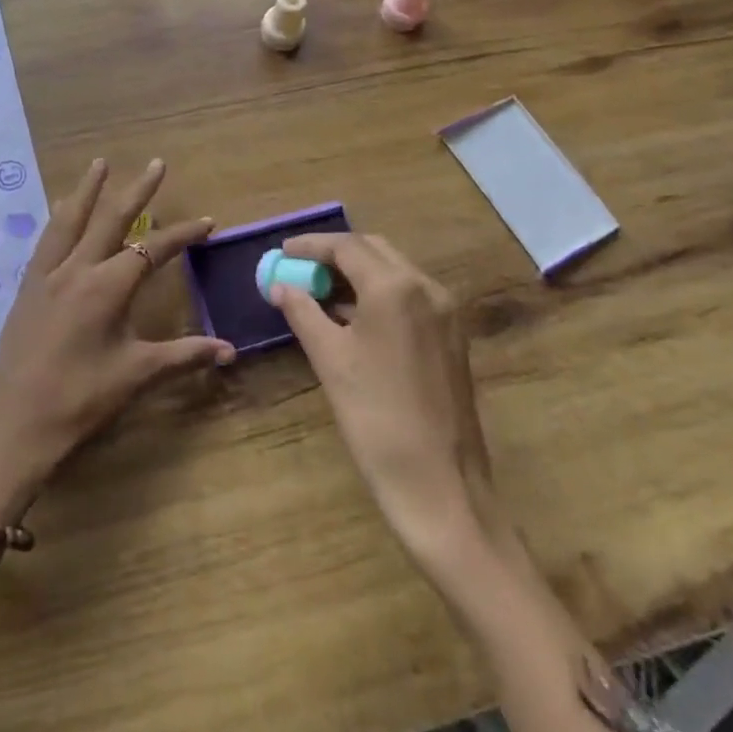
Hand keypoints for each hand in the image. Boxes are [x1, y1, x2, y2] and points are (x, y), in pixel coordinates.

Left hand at [0, 159, 233, 523]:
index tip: (208, 222)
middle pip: (111, 219)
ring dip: (89, 190)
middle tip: (156, 163)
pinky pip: (47, 240)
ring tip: (100, 164)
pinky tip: (60, 209)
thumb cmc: (78, 401)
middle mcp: (77, 269)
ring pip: (71, 220)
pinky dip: (59, 217)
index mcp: (107, 287)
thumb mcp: (135, 376)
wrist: (10, 426)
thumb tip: (229, 351)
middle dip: (137, 190)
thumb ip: (183, 356)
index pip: (154, 249)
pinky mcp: (27, 288)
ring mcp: (47, 276)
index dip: (183, 234)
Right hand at [270, 234, 496, 564]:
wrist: (440, 485)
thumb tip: (280, 286)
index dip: (311, 246)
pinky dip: (378, 296)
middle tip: (300, 269)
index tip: (282, 251)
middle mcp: (427, 288)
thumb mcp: (330, 359)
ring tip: (319, 291)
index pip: (347, 246)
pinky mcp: (452, 337)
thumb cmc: (375, 417)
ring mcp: (446, 313)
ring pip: (395, 273)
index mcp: (396, 287)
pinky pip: (410, 298)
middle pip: (374, 251)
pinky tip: (352, 317)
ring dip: (357, 274)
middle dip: (335, 254)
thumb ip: (302, 312)